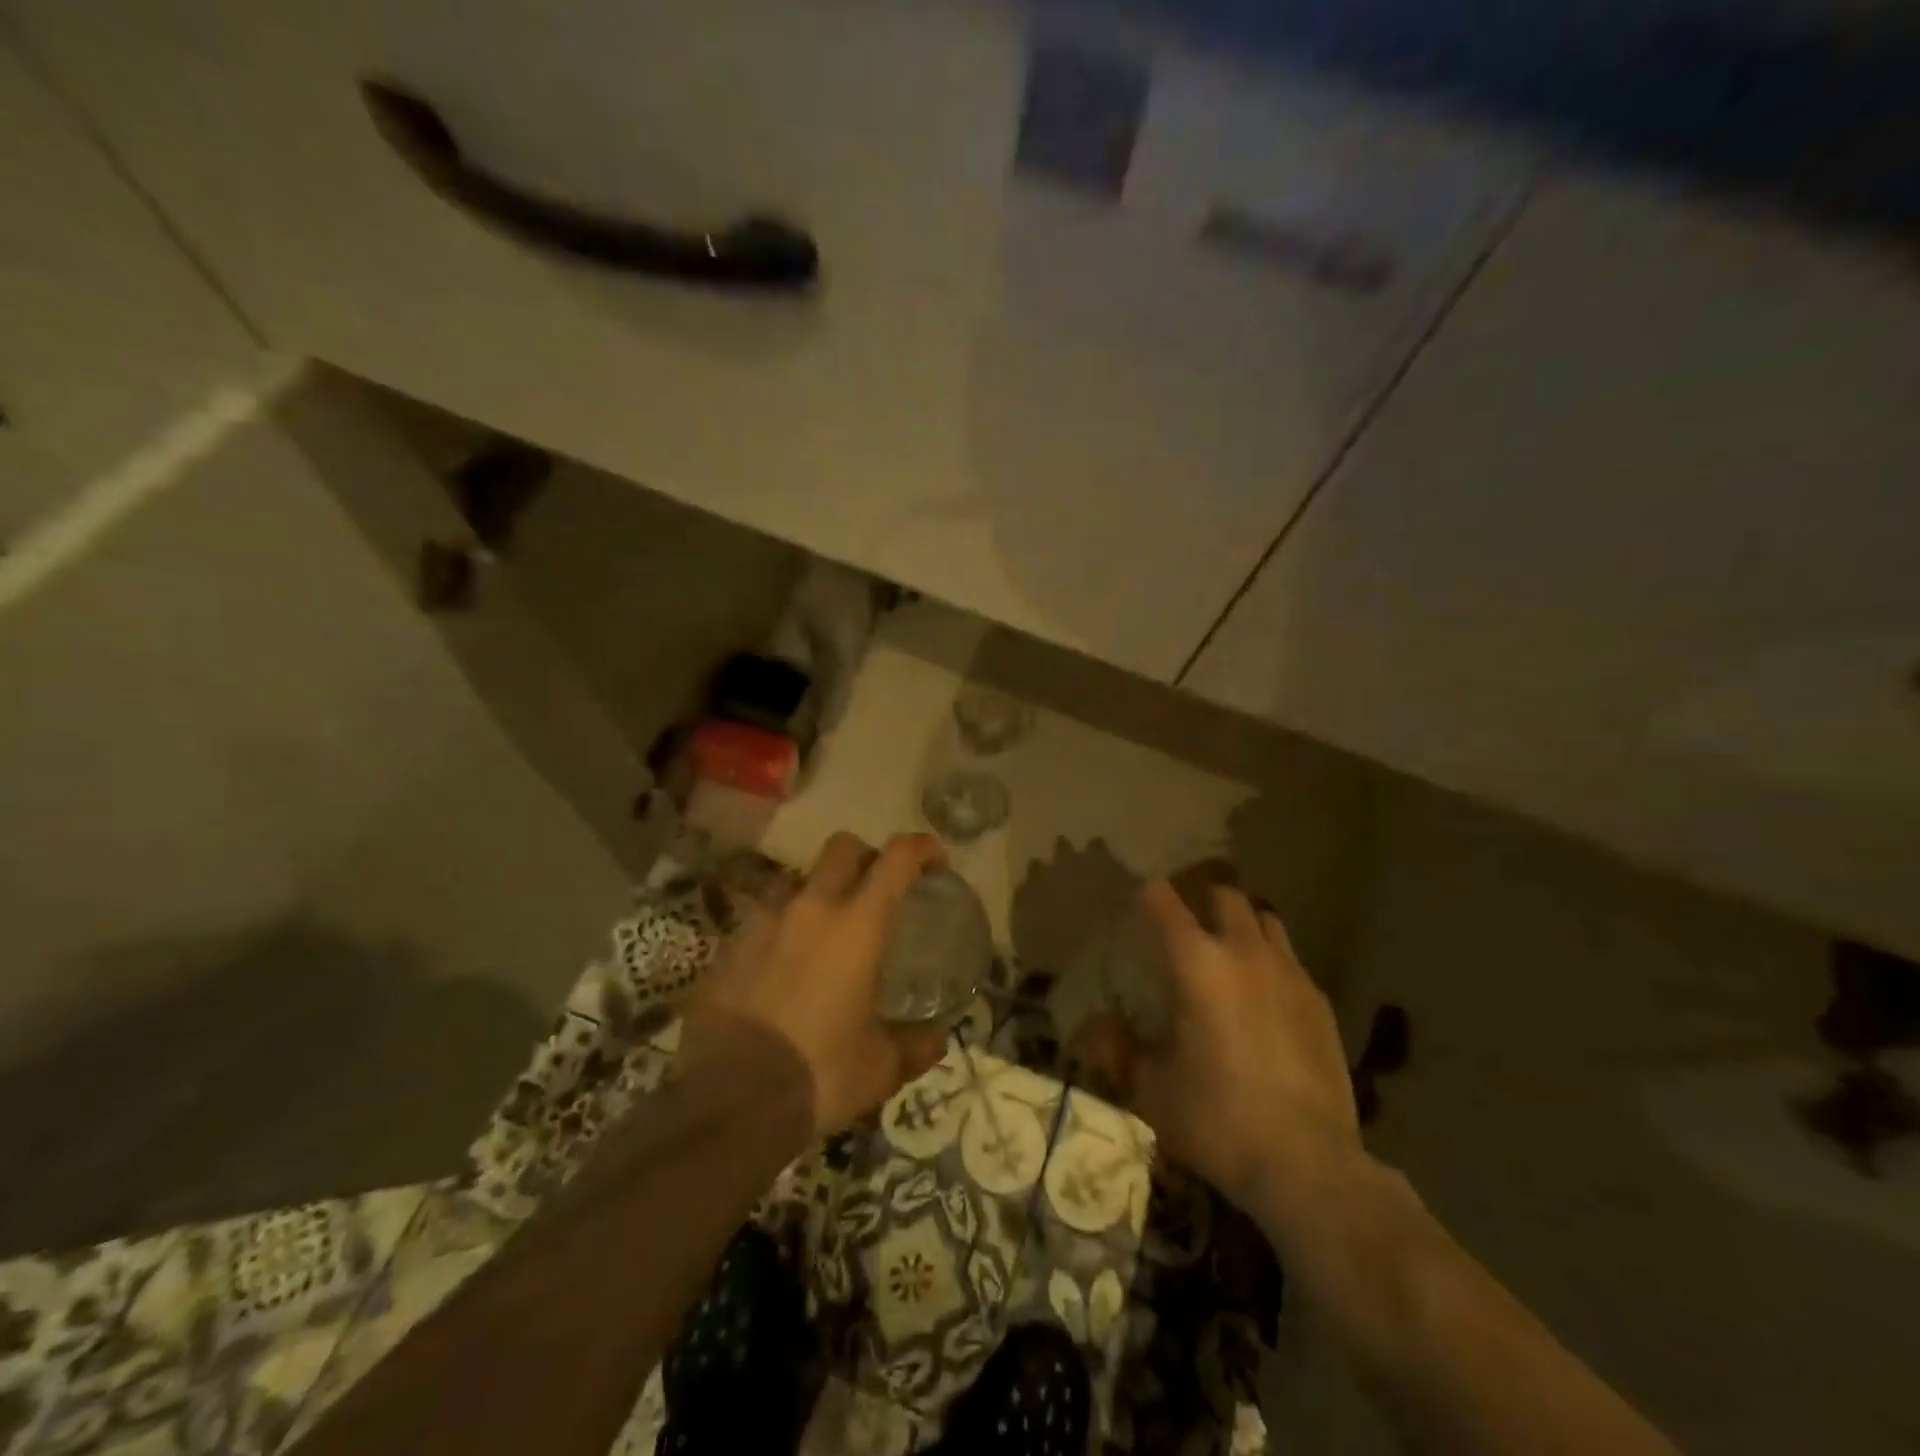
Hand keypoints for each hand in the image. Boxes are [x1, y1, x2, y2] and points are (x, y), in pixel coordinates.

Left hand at [686, 831, 951, 1135]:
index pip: (896, 859)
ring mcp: (763, 922)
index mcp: (857, 926)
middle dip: (866, 857)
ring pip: (797, 879)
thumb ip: (914, 1046)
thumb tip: (936, 1040)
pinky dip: (782, 929)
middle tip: (877, 889)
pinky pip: (762, 917)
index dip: (920, 848)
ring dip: (818, 893)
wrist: (727, 1102)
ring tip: (824, 932)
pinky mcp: (728, 946)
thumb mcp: (879, 1068)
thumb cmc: (819, 1074)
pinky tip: (783, 966)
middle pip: (842, 848)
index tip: (934, 859)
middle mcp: (810, 908)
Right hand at [1076, 880, 1359, 1218]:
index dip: (1147, 894)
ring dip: (1243, 926)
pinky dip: (1272, 964)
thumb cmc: (1216, 1119)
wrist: (1307, 1165)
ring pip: (1266, 920)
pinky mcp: (1320, 1002)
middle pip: (1224, 896)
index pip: (1163, 901)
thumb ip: (1116, 1048)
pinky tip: (1265, 1001)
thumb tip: (1087, 1027)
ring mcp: (1289, 974)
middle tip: (1186, 927)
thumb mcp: (1150, 1087)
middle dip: (1202, 900)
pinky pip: (1291, 961)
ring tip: (1230, 954)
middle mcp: (1244, 954)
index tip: (1138, 900)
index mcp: (1196, 964)